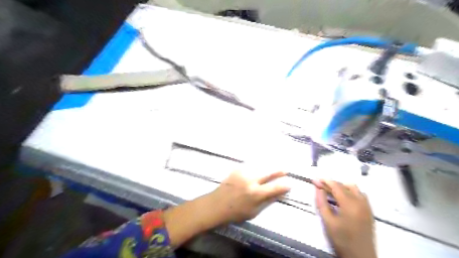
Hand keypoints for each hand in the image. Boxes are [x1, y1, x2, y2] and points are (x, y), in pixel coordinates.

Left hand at [210, 169, 289, 222]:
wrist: (217, 204)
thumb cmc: (236, 212)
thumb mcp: (254, 211)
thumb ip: (267, 201)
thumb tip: (280, 194)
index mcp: (256, 194)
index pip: (275, 188)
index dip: (284, 186)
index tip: (290, 184)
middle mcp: (251, 181)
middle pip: (268, 172)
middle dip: (278, 171)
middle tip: (285, 170)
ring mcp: (243, 173)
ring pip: (260, 166)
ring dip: (268, 166)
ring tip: (274, 165)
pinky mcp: (237, 169)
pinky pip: (250, 165)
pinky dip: (257, 165)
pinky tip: (260, 165)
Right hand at [316, 179, 376, 257]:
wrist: (360, 257)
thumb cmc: (342, 240)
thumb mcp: (328, 222)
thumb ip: (322, 203)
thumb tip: (318, 189)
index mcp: (350, 204)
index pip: (336, 186)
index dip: (325, 181)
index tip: (315, 180)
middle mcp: (360, 202)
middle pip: (345, 186)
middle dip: (331, 184)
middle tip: (320, 186)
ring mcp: (367, 206)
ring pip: (354, 189)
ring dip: (342, 187)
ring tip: (331, 192)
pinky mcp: (369, 211)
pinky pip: (360, 195)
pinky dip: (350, 192)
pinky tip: (343, 199)